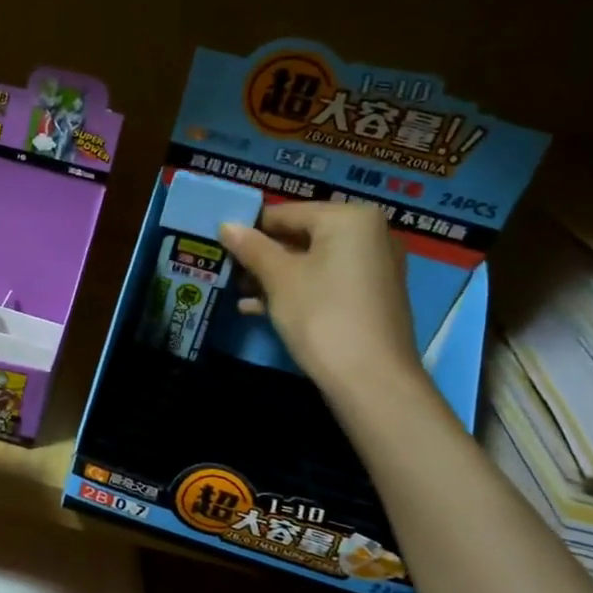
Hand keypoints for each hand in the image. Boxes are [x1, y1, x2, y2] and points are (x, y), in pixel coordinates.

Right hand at [218, 200, 424, 408]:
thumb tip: (226, 226)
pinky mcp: (370, 298)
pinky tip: (257, 308)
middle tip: (226, 268)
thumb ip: (252, 248)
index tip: (219, 243)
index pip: (287, 213)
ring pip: (311, 262)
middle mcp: (369, 235)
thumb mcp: (279, 278)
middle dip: (262, 255)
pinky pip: (325, 282)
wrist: (371, 380)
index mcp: (350, 218)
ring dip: (273, 276)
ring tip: (236, 290)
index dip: (250, 228)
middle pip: (302, 236)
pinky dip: (295, 291)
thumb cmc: (322, 314)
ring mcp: (373, 268)